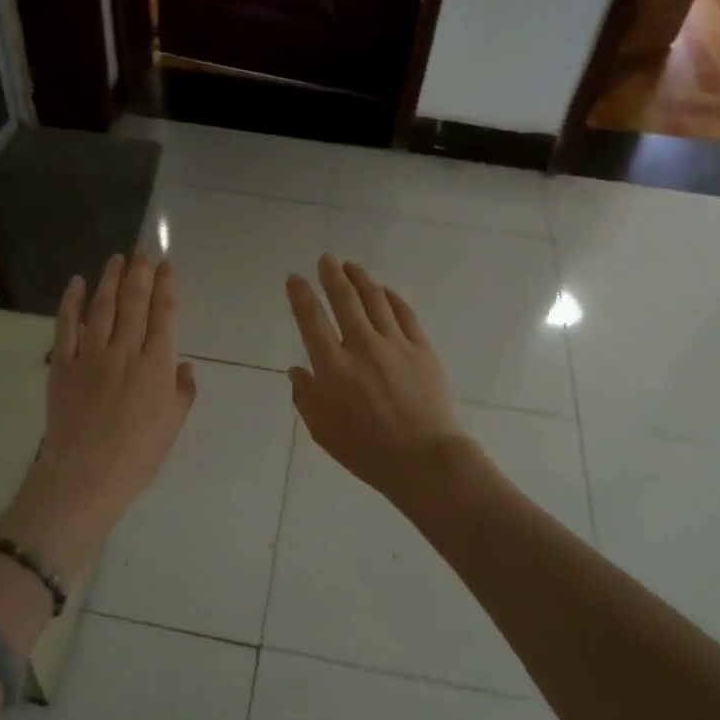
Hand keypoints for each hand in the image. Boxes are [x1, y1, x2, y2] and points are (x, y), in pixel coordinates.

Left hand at [0, 254, 196, 582]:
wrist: (86, 474)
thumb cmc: (138, 455)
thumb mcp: (173, 424)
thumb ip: (182, 391)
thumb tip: (182, 365)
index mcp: (156, 365)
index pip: (164, 315)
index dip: (166, 286)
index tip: (166, 265)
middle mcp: (125, 351)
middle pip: (134, 302)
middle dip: (140, 272)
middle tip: (143, 250)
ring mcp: (91, 355)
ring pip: (102, 307)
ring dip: (110, 279)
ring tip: (117, 259)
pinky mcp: (62, 364)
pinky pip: (66, 326)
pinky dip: (70, 302)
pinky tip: (76, 283)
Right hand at [286, 256, 473, 507]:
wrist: (424, 460)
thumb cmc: (366, 451)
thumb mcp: (322, 431)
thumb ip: (306, 397)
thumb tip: (297, 370)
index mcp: (332, 367)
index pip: (311, 320)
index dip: (301, 295)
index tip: (295, 278)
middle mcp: (362, 347)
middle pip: (344, 299)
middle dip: (332, 275)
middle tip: (326, 259)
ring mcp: (395, 344)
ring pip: (375, 299)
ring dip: (361, 279)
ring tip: (351, 267)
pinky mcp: (422, 349)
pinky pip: (405, 313)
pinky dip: (392, 297)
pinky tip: (384, 291)